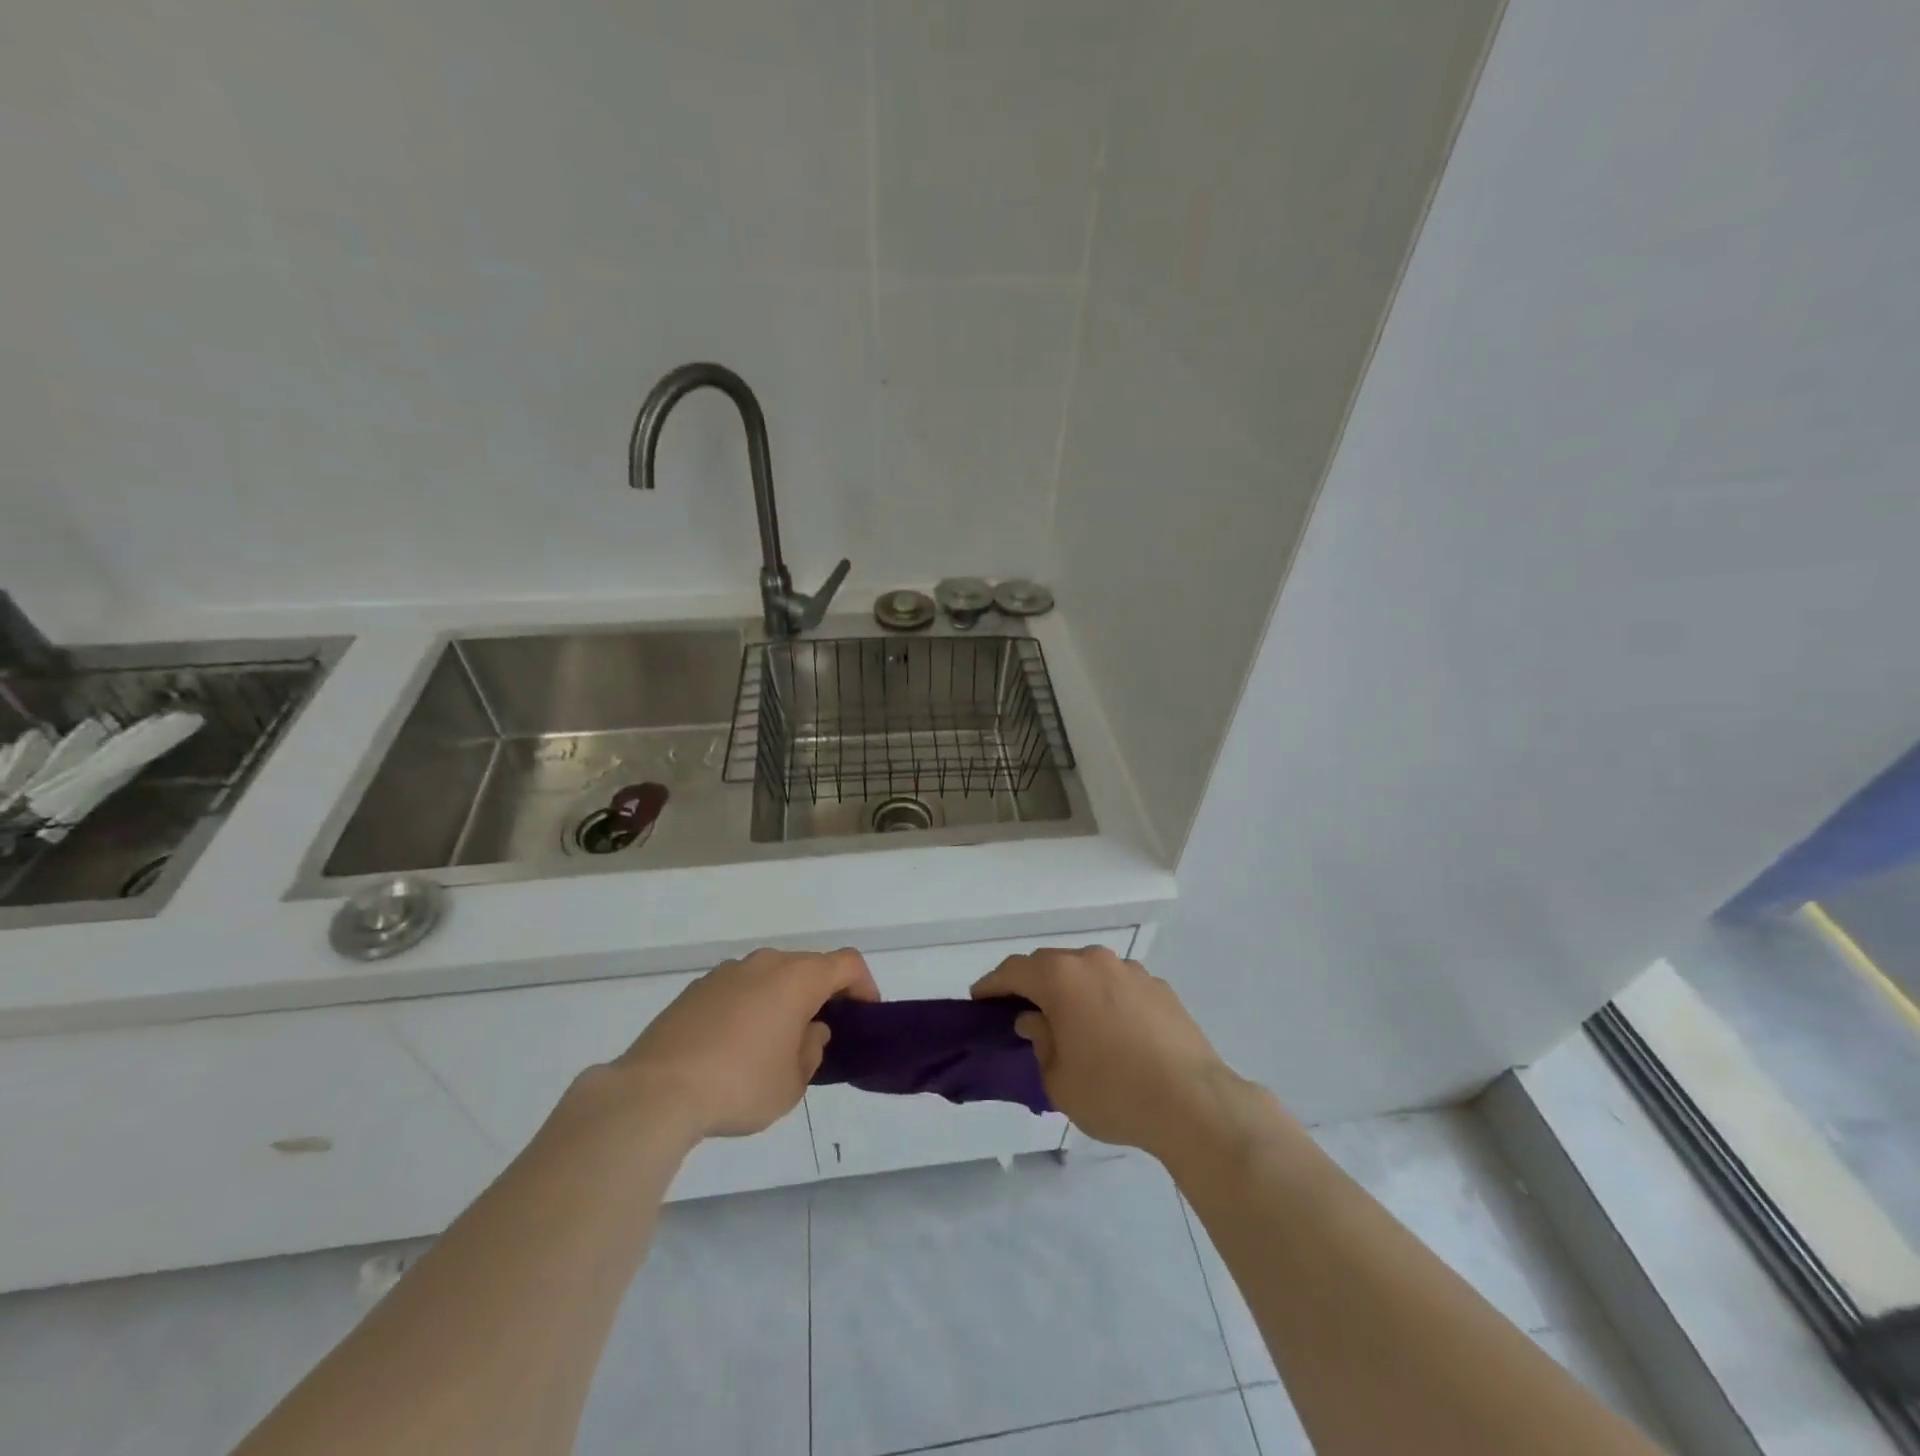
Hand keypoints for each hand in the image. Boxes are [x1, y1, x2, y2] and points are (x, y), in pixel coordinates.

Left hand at [618, 948, 878, 1139]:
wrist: (655, 1092)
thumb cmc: (740, 1086)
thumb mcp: (793, 1082)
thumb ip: (812, 1049)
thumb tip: (809, 1030)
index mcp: (797, 978)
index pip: (847, 963)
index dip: (864, 985)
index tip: (864, 1015)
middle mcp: (764, 963)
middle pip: (808, 965)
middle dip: (822, 993)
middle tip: (821, 1032)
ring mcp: (726, 972)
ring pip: (770, 975)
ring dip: (783, 999)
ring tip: (775, 1042)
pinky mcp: (696, 989)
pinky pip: (739, 989)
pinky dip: (750, 1006)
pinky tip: (735, 1046)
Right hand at [972, 946, 1239, 1157]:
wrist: (1193, 1102)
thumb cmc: (1113, 1092)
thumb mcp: (1058, 1080)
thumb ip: (1040, 1042)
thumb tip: (1036, 1021)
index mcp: (1061, 977)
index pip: (1014, 971)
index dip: (992, 985)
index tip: (979, 1001)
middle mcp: (1094, 962)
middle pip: (1050, 963)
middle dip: (1031, 984)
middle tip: (1020, 1012)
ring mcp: (1130, 971)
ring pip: (1087, 971)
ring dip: (1070, 989)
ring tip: (1069, 1022)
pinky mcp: (1159, 987)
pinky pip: (1118, 985)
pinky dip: (1103, 999)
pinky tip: (1111, 1031)